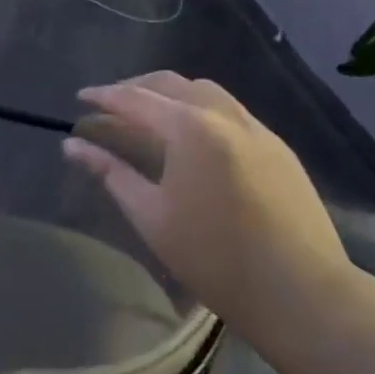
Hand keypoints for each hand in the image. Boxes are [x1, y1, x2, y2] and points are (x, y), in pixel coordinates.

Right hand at [63, 72, 351, 338]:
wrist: (300, 290)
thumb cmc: (215, 258)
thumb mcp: (152, 216)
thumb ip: (111, 173)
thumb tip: (73, 145)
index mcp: (189, 127)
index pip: (135, 98)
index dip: (104, 96)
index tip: (80, 98)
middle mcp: (223, 113)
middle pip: (171, 83)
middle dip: (136, 88)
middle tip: (110, 104)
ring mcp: (256, 126)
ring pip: (205, 91)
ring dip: (171, 94)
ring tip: (150, 115)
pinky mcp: (277, 145)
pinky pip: (231, 110)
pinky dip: (201, 109)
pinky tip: (195, 137)